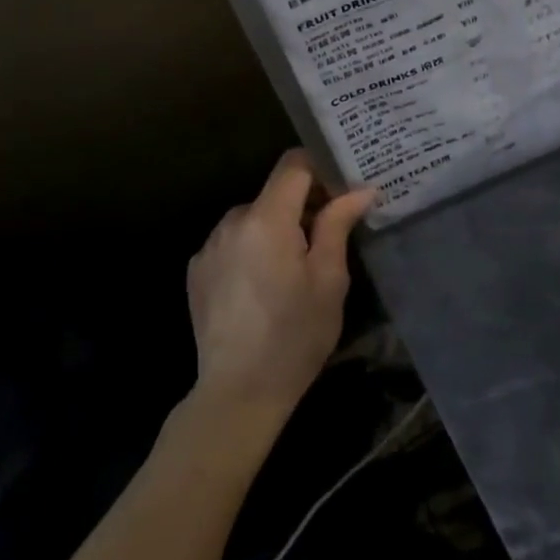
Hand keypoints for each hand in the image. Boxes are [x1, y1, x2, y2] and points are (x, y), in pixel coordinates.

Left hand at [186, 150, 376, 423]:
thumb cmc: (294, 336)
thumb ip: (338, 224)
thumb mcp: (329, 279)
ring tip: (294, 269)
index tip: (341, 190)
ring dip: (276, 229)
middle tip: (328, 237)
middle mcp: (232, 221)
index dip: (321, 168)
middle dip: (303, 205)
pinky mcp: (197, 270)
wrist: (236, 395)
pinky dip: (252, 250)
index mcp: (267, 218)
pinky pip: (234, 242)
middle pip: (275, 192)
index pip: (294, 164)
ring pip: (254, 218)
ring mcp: (210, 246)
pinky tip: (263, 287)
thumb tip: (361, 188)